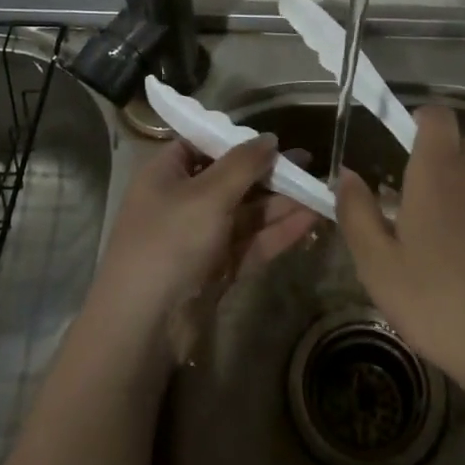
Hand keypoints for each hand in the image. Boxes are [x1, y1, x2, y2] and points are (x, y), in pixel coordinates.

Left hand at [91, 135, 318, 340]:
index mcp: (167, 174)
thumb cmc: (170, 243)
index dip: (236, 140)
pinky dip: (279, 231)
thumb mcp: (207, 194)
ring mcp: (201, 237)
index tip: (273, 138)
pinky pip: (252, 241)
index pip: (202, 144)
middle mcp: (183, 201)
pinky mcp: (218, 268)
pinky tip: (311, 219)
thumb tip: (270, 138)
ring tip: (320, 189)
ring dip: (281, 202)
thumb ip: (243, 164)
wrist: (144, 327)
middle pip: (231, 178)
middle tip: (310, 162)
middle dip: (269, 172)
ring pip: (247, 212)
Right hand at [337, 104, 464, 398]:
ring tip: (463, 249)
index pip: (437, 116)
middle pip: (464, 147)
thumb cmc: (441, 305)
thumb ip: (357, 213)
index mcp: (438, 173)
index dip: (423, 122)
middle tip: (428, 212)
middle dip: (446, 167)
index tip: (409, 147)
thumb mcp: (379, 267)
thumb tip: (347, 175)